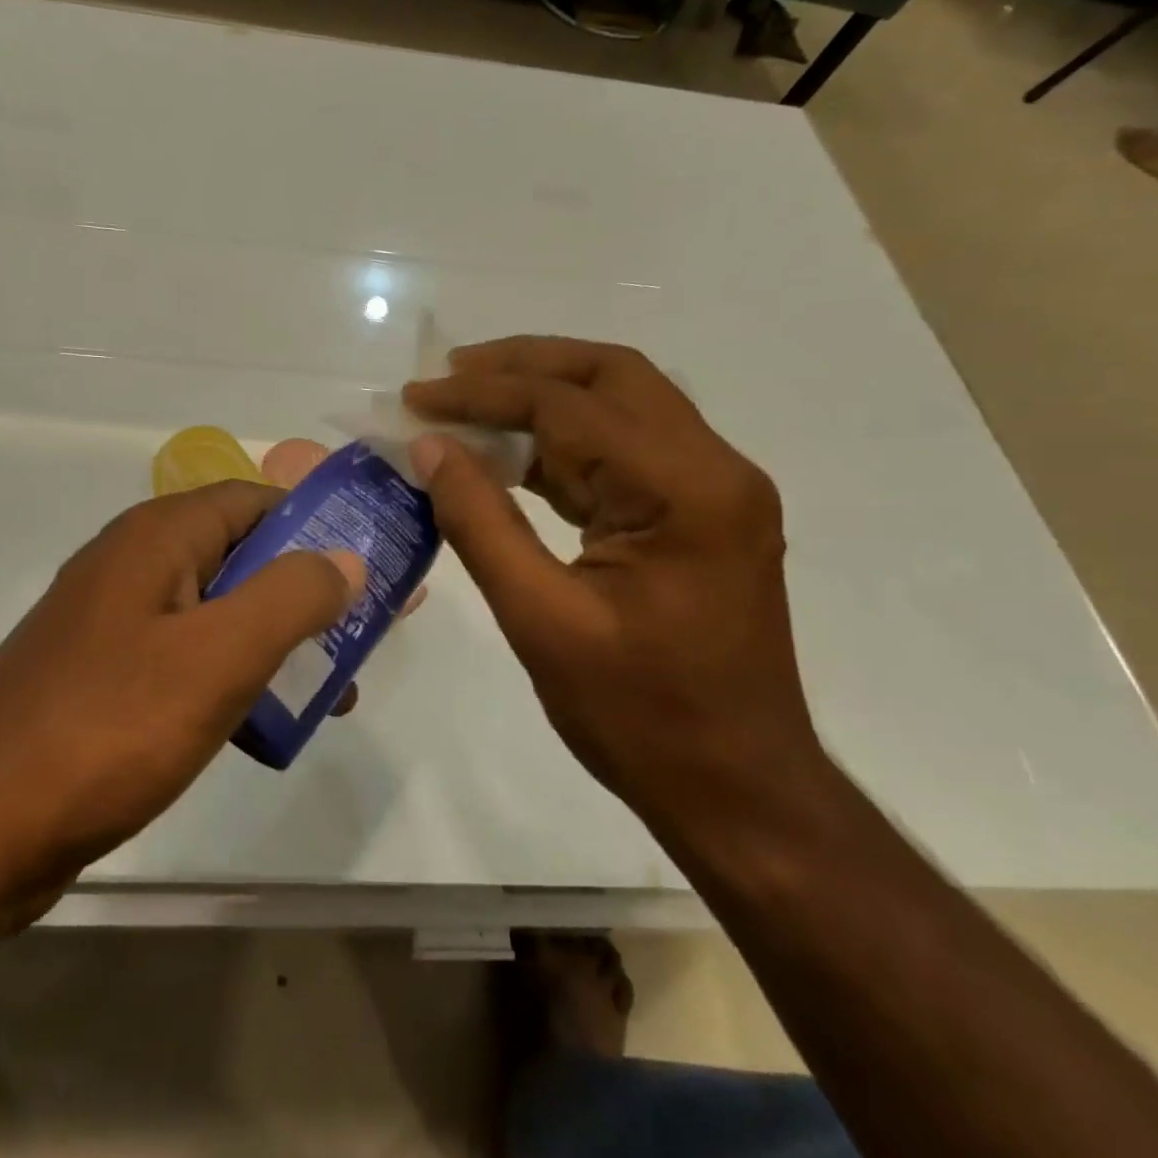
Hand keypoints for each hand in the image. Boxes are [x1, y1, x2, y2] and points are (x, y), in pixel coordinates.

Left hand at [0, 482, 363, 911]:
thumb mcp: (220, 655)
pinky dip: (236, 679)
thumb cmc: (107, 727)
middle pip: (244, 556)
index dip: (321, 523)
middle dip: (309, 590)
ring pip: (220, 613)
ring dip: (278, 641)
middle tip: (367, 634)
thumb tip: (347, 557)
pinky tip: (267, 725)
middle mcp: (136, 565)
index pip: (258, 500)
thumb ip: (293, 596)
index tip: (374, 562)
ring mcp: (116, 624)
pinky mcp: (106, 679)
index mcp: (160, 537)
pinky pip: (189, 659)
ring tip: (334, 691)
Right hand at [404, 336, 819, 823]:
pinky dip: (565, 442)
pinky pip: (627, 450)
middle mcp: (713, 468)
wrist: (741, 792)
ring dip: (544, 396)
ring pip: (621, 405)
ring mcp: (714, 488)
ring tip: (469, 403)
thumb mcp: (542, 621)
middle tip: (449, 374)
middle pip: (611, 375)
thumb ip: (481, 523)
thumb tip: (430, 447)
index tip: (416, 397)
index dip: (483, 394)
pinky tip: (513, 456)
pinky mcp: (702, 512)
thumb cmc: (641, 719)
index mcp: (683, 490)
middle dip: (523, 365)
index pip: (569, 406)